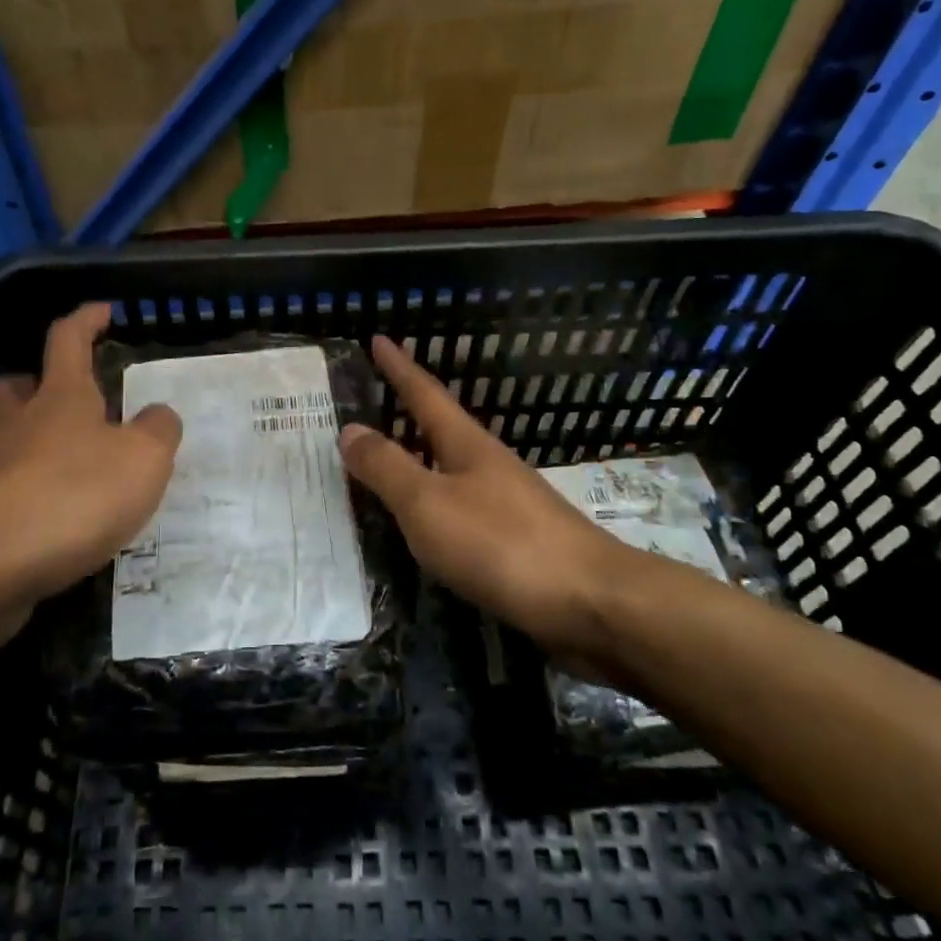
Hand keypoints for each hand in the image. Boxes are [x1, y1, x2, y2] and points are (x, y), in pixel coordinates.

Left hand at [0, 303, 181, 647]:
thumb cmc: (75, 496)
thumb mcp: (144, 460)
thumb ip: (158, 431)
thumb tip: (158, 415)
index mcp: (60, 398)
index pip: (68, 340)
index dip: (85, 320)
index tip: (102, 312)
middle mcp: (14, 423)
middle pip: (8, 387)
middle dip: (27, 383)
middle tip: (52, 399)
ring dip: (1, 433)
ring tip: (29, 452)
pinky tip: (22, 510)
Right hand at [338, 336, 627, 654]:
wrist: (591, 601)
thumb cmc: (501, 543)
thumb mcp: (428, 503)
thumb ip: (387, 468)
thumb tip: (349, 429)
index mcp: (465, 444)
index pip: (424, 394)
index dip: (398, 367)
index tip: (378, 338)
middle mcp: (487, 464)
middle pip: (440, 426)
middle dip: (408, 408)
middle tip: (376, 395)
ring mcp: (506, 501)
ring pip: (450, 466)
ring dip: (419, 454)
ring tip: (390, 454)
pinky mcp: (516, 539)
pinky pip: (460, 504)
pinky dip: (433, 499)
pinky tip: (426, 519)